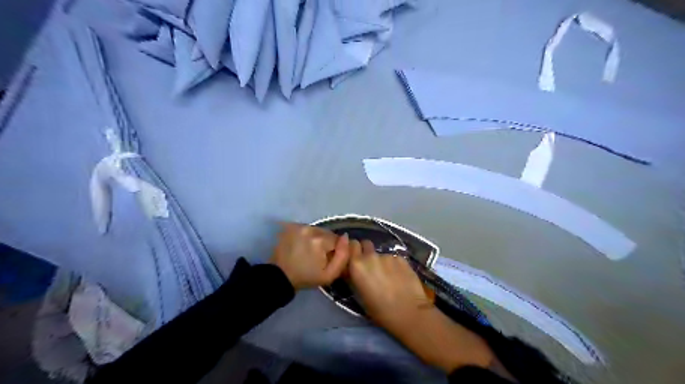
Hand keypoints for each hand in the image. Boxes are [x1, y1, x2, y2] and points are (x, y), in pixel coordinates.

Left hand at [270, 224, 349, 289]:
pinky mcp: (290, 226)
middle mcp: (310, 229)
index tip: (327, 259)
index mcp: (320, 240)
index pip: (337, 239)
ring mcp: (299, 226)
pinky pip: (306, 229)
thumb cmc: (306, 278)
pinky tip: (301, 246)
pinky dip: (307, 235)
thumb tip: (346, 238)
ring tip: (309, 251)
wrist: (280, 277)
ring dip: (316, 238)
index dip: (335, 250)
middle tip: (318, 256)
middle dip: (326, 243)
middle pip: (327, 233)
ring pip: (317, 230)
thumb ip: (343, 256)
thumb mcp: (330, 275)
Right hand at [349, 242, 431, 335]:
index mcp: (357, 265)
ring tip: (388, 276)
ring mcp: (387, 255)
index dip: (353, 250)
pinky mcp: (402, 258)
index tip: (355, 258)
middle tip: (370, 265)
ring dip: (381, 261)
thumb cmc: (380, 310)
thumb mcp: (359, 295)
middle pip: (366, 244)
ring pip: (381, 254)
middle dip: (366, 251)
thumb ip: (354, 276)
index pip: (351, 245)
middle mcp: (371, 256)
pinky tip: (399, 277)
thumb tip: (352, 269)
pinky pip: (393, 258)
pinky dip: (394, 265)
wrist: (409, 312)